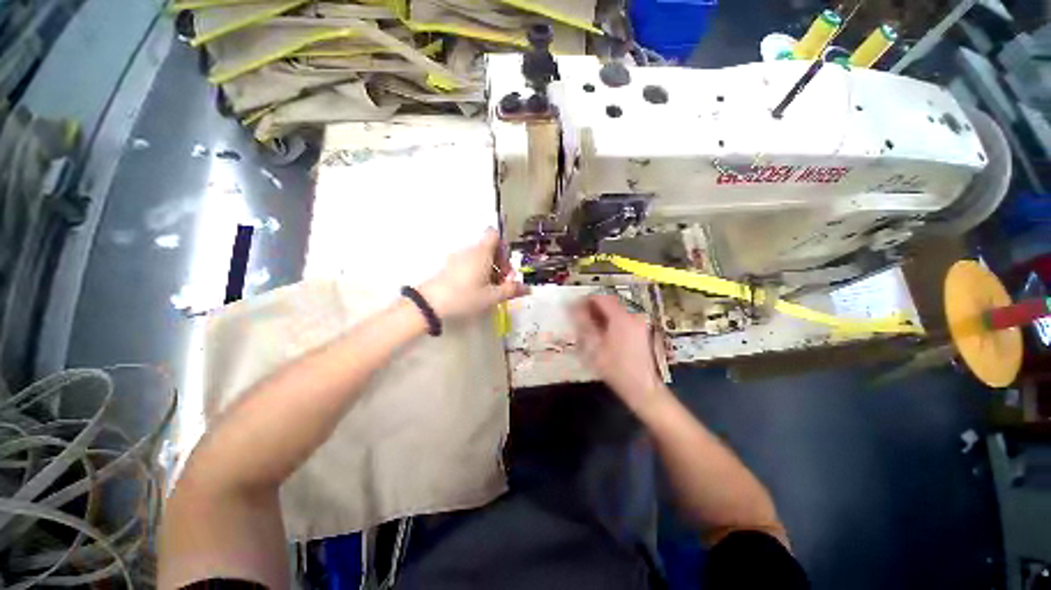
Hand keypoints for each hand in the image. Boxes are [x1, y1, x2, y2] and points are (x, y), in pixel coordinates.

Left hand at [419, 228, 529, 318]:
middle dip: (500, 263)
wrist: (430, 303)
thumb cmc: (465, 296)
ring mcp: (458, 257)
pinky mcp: (450, 266)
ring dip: (489, 269)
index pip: (494, 235)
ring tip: (491, 289)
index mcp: (482, 252)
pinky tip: (477, 290)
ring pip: (479, 257)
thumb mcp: (492, 296)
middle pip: (489, 248)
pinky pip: (469, 263)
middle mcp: (470, 250)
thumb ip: (511, 290)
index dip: (503, 246)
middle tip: (503, 283)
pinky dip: (477, 272)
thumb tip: (528, 288)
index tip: (506, 265)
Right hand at [571, 295, 668, 414]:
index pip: (600, 297)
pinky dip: (610, 319)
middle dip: (592, 306)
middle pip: (609, 301)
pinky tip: (601, 331)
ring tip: (587, 324)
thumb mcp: (594, 346)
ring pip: (615, 309)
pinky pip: (622, 316)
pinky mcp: (640, 329)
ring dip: (601, 312)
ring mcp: (639, 322)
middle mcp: (632, 314)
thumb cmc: (615, 368)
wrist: (642, 388)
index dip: (585, 300)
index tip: (572, 308)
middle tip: (578, 316)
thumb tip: (572, 307)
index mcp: (621, 317)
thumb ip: (583, 323)